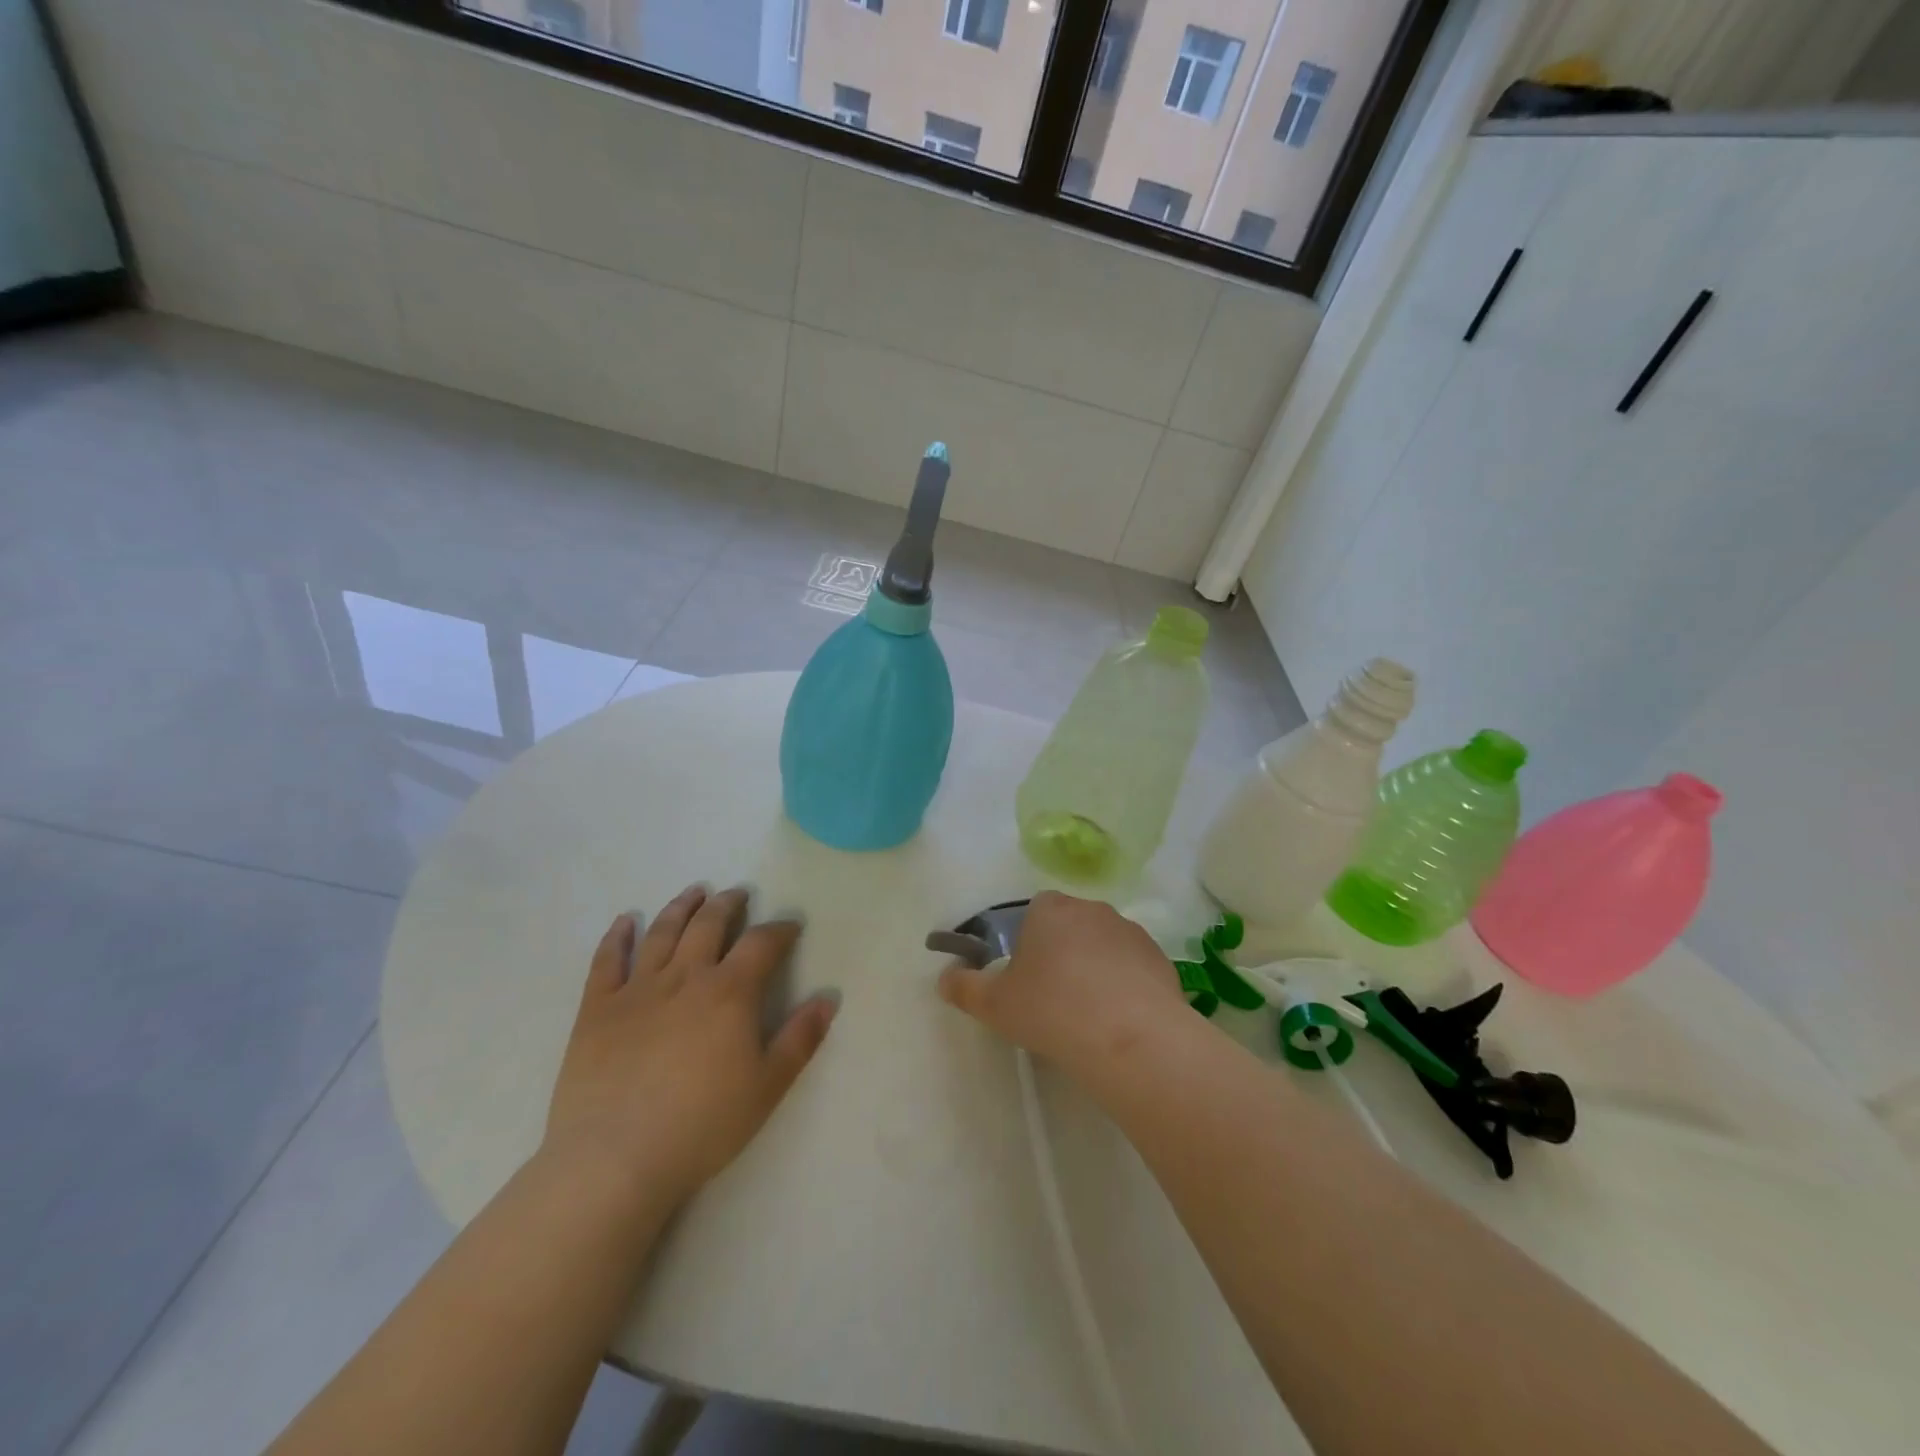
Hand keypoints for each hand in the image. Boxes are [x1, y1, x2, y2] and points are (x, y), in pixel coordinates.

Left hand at [543, 886, 837, 1209]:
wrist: (614, 1159)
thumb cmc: (702, 1125)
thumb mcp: (768, 1086)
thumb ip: (801, 1038)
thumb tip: (828, 998)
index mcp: (730, 992)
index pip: (762, 944)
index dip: (780, 930)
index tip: (791, 926)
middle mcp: (685, 976)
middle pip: (710, 925)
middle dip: (728, 905)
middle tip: (738, 894)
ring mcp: (637, 989)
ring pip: (662, 932)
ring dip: (681, 907)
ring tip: (695, 892)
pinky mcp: (597, 1009)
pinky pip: (607, 961)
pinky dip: (617, 937)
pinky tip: (624, 922)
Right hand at [936, 891, 1188, 1084]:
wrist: (1130, 1038)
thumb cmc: (1052, 1010)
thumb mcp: (994, 1005)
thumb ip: (964, 987)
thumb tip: (944, 977)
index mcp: (1049, 910)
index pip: (1034, 911)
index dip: (1027, 941)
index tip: (1024, 976)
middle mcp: (1092, 909)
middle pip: (1070, 926)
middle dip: (1061, 953)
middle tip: (1052, 997)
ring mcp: (1130, 932)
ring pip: (1103, 945)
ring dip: (1095, 968)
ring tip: (1088, 1014)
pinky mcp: (1160, 959)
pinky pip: (1133, 968)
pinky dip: (1125, 986)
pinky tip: (1119, 1021)